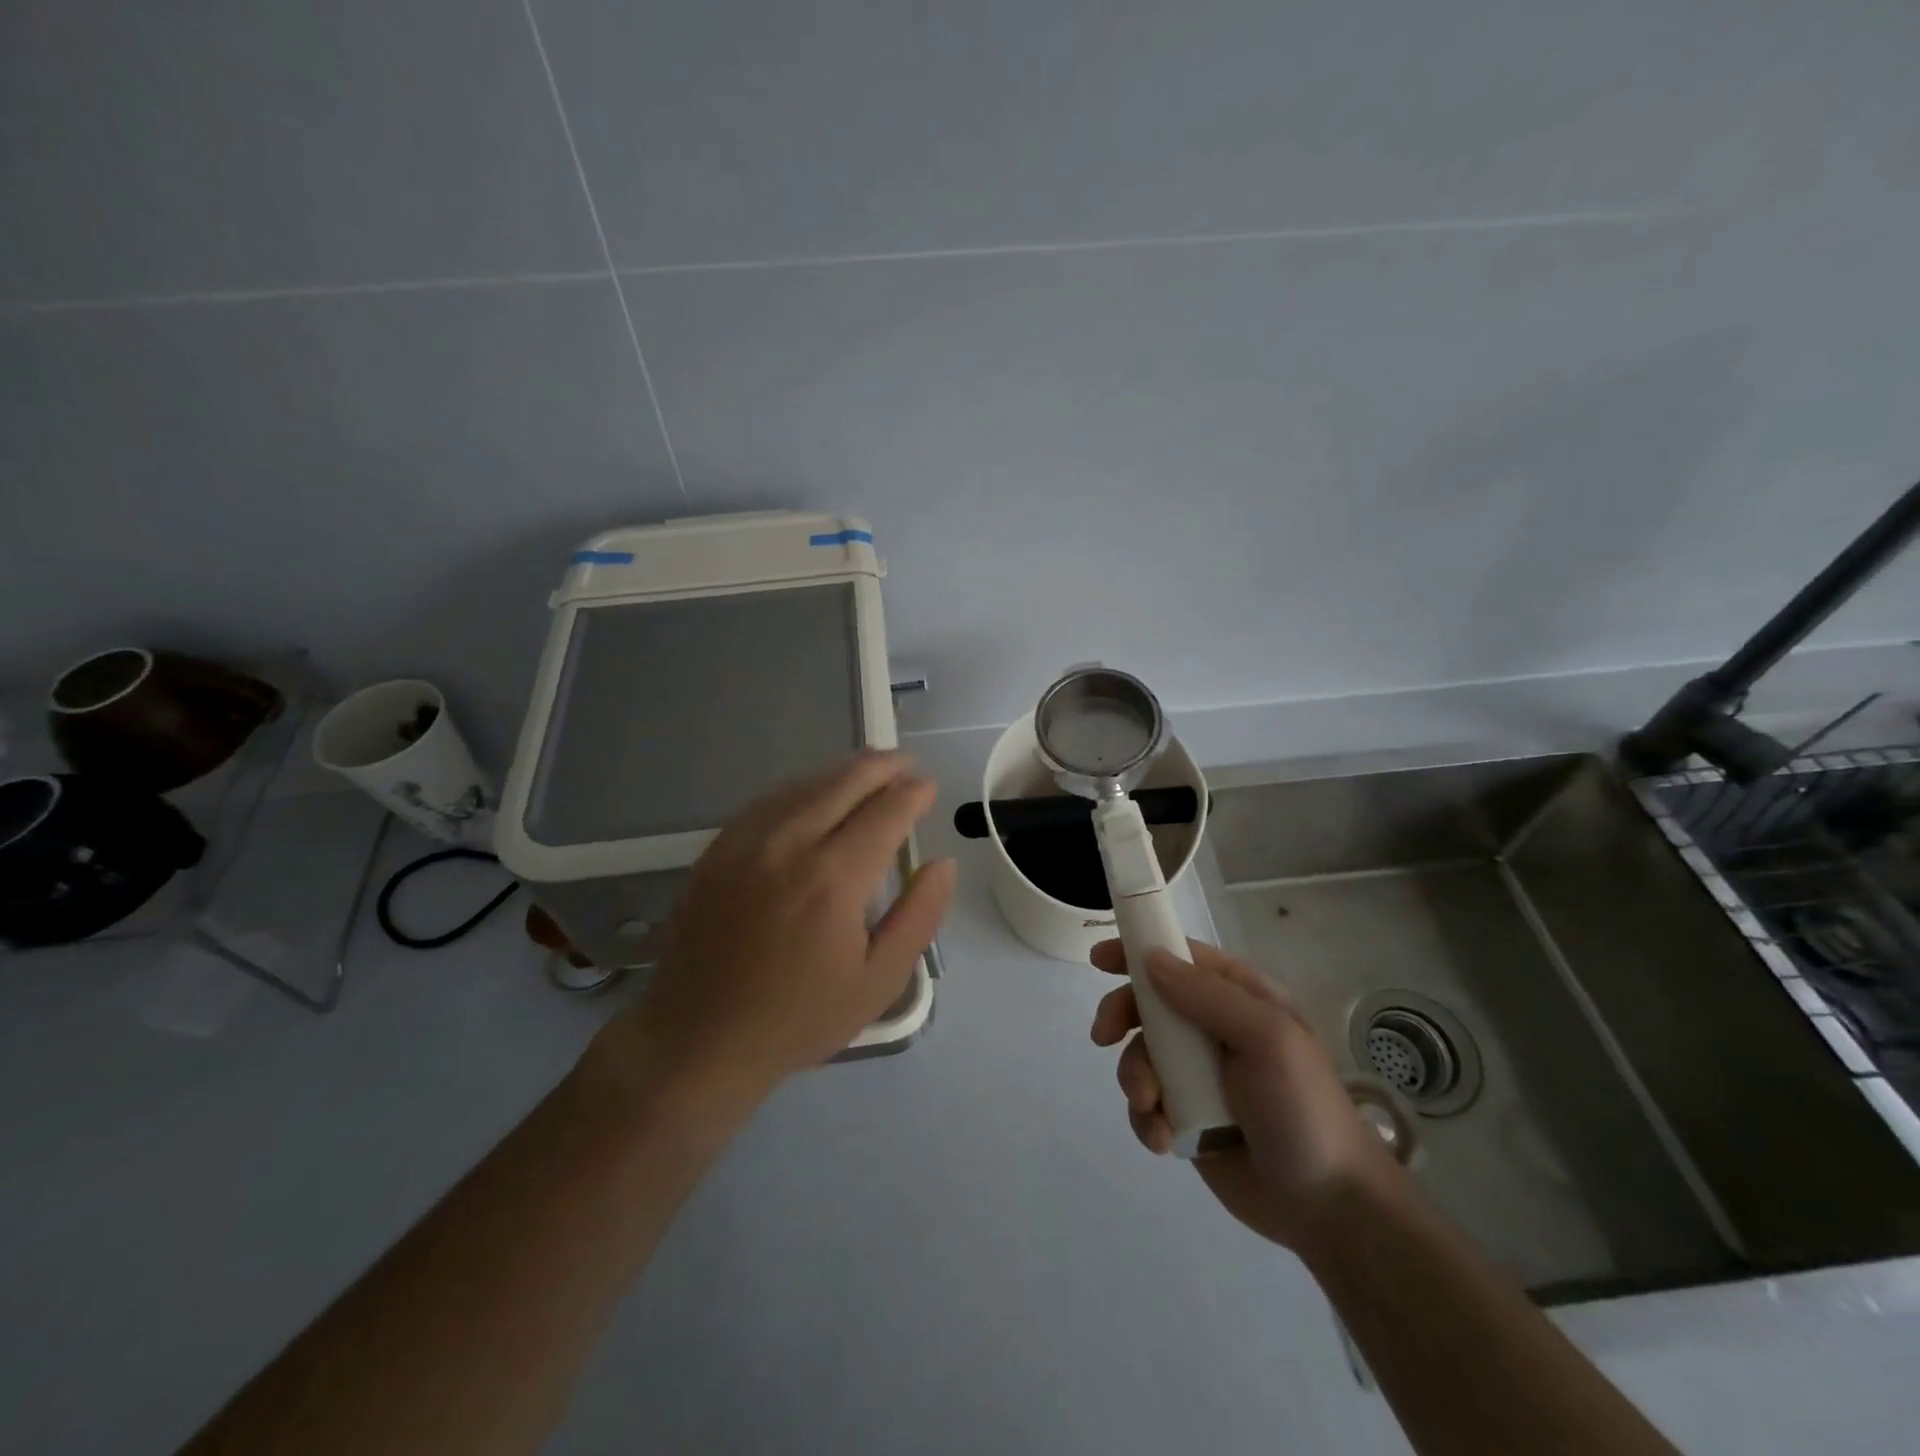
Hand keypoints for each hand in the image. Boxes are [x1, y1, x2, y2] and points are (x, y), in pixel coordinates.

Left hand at [589, 751, 956, 1106]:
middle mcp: (789, 846)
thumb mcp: (878, 982)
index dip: (912, 793)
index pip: (885, 812)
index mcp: (834, 880)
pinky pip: (767, 802)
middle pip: (844, 784)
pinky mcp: (717, 850)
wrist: (698, 1040)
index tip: (928, 787)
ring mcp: (745, 843)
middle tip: (904, 763)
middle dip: (881, 767)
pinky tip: (813, 792)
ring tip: (869, 767)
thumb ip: (919, 917)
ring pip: (804, 786)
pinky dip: (800, 788)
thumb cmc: (798, 1018)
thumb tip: (942, 863)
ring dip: (842, 771)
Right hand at [1089, 938, 1403, 1250]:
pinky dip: (1145, 1118)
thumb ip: (1207, 995)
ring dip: (1135, 1078)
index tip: (1098, 960)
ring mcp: (1199, 1074)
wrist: (1329, 1208)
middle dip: (1122, 1017)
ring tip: (1152, 1108)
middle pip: (1149, 1004)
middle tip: (1104, 1037)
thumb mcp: (1267, 1039)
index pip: (1180, 957)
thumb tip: (1150, 959)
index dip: (1138, 952)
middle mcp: (1214, 1028)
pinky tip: (1163, 1140)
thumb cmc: (1302, 1109)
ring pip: (1140, 1055)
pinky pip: (1146, 1103)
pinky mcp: (1187, 1117)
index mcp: (1240, 997)